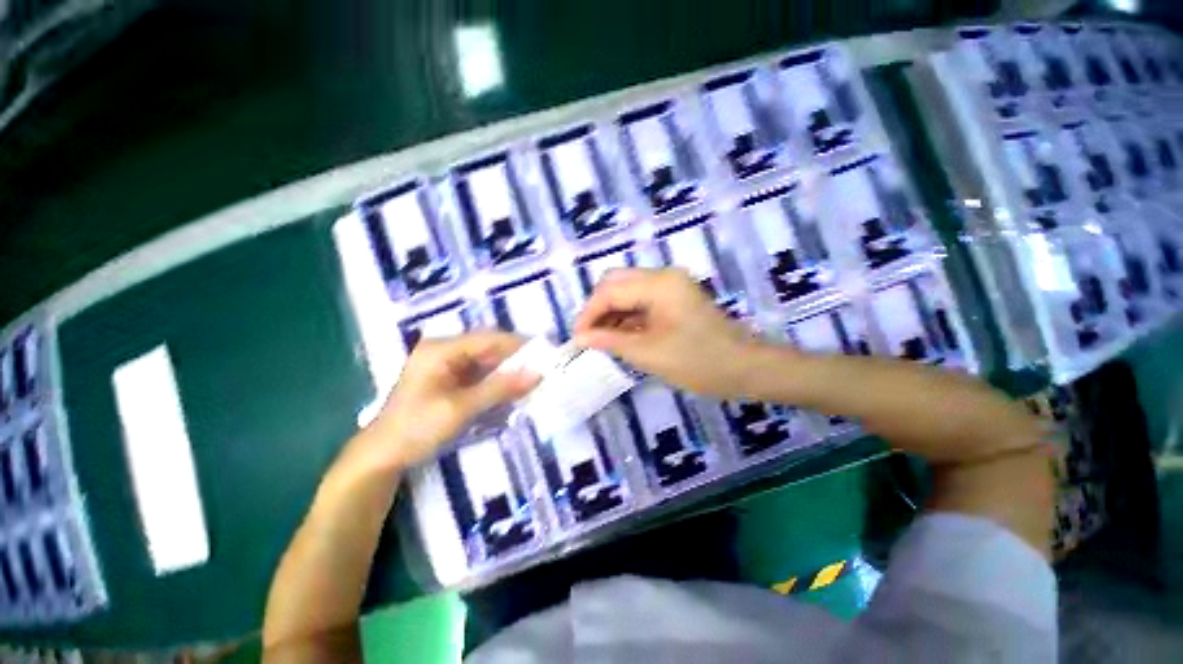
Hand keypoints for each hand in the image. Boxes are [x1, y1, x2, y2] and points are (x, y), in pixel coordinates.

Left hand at [351, 332, 539, 473]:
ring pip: (487, 362)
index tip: (545, 354)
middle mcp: (444, 350)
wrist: (382, 457)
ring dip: (508, 372)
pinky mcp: (449, 380)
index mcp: (441, 349)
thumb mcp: (460, 408)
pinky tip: (512, 390)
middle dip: (515, 359)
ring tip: (532, 381)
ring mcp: (446, 365)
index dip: (518, 345)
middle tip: (542, 370)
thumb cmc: (416, 429)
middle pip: (488, 348)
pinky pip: (480, 374)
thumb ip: (500, 388)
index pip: (489, 338)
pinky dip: (497, 382)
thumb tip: (537, 373)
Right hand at [573, 268, 762, 397]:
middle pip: (616, 283)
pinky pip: (641, 302)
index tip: (576, 339)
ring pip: (627, 292)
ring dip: (611, 314)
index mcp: (659, 284)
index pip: (610, 291)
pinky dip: (626, 318)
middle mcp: (663, 276)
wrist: (746, 369)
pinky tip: (619, 337)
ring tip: (600, 341)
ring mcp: (670, 286)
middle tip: (587, 337)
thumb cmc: (699, 362)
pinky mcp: (674, 299)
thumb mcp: (648, 353)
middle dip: (597, 310)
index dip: (588, 314)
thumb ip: (610, 340)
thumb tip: (580, 337)